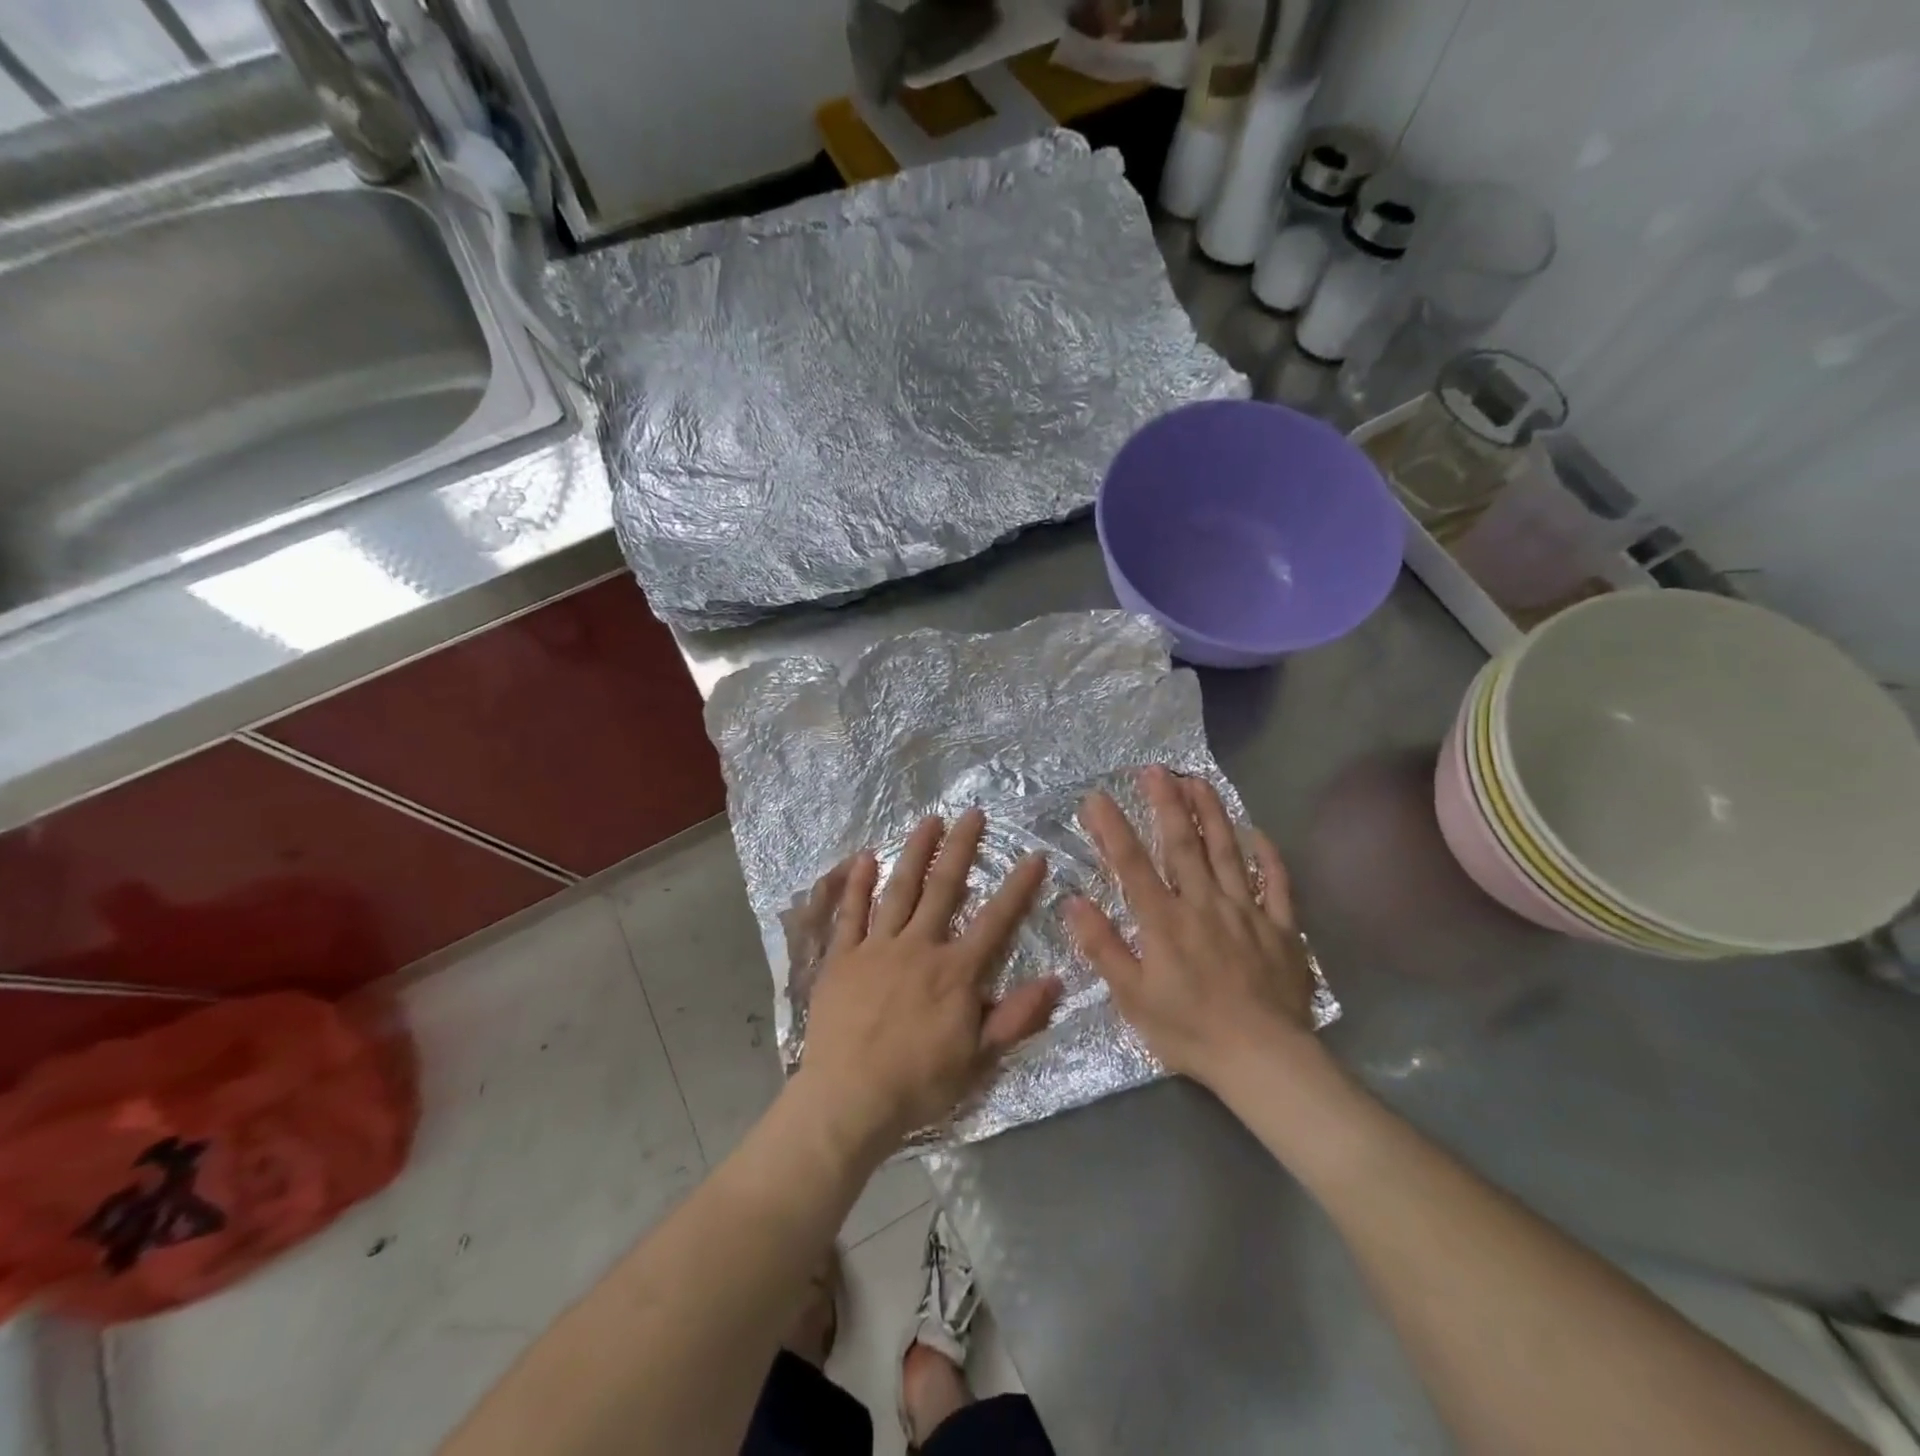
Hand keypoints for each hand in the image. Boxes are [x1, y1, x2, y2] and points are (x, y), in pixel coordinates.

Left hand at [798, 809, 1058, 1150]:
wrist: (849, 1099)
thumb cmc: (919, 1083)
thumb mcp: (979, 1059)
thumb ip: (1016, 1017)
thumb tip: (1058, 980)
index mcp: (955, 972)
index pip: (995, 921)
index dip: (1017, 888)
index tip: (1034, 856)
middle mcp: (918, 947)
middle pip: (943, 889)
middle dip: (961, 849)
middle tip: (972, 813)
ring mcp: (877, 948)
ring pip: (899, 890)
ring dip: (915, 852)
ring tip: (929, 821)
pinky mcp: (842, 957)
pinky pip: (851, 913)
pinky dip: (857, 884)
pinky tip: (864, 858)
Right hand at [1065, 766, 1317, 1090]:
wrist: (1265, 1059)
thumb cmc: (1190, 1031)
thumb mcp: (1132, 998)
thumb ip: (1103, 947)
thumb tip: (1073, 903)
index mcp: (1164, 921)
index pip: (1132, 864)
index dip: (1112, 828)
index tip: (1097, 797)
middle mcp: (1204, 904)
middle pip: (1183, 844)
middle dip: (1166, 803)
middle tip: (1156, 769)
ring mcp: (1246, 911)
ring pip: (1227, 851)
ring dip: (1212, 813)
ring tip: (1199, 780)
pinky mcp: (1281, 928)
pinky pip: (1277, 883)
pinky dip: (1268, 856)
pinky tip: (1259, 833)